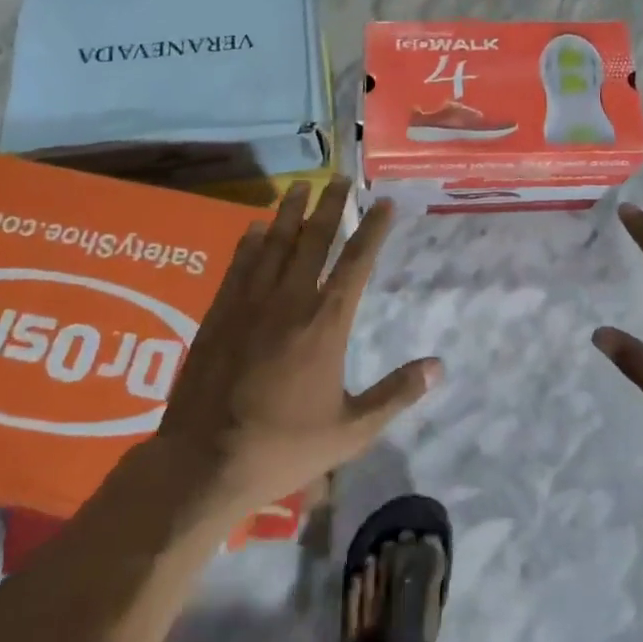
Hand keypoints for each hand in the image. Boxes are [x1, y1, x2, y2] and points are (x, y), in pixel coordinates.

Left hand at [147, 177, 440, 516]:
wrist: (204, 463)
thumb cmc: (283, 448)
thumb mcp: (350, 431)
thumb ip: (395, 395)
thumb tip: (438, 367)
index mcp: (326, 323)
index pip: (356, 262)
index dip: (373, 229)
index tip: (385, 203)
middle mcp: (290, 300)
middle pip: (314, 239)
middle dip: (331, 205)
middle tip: (342, 178)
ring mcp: (250, 303)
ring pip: (275, 243)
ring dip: (290, 211)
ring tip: (301, 185)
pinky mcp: (219, 313)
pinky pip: (239, 265)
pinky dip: (250, 242)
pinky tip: (256, 227)